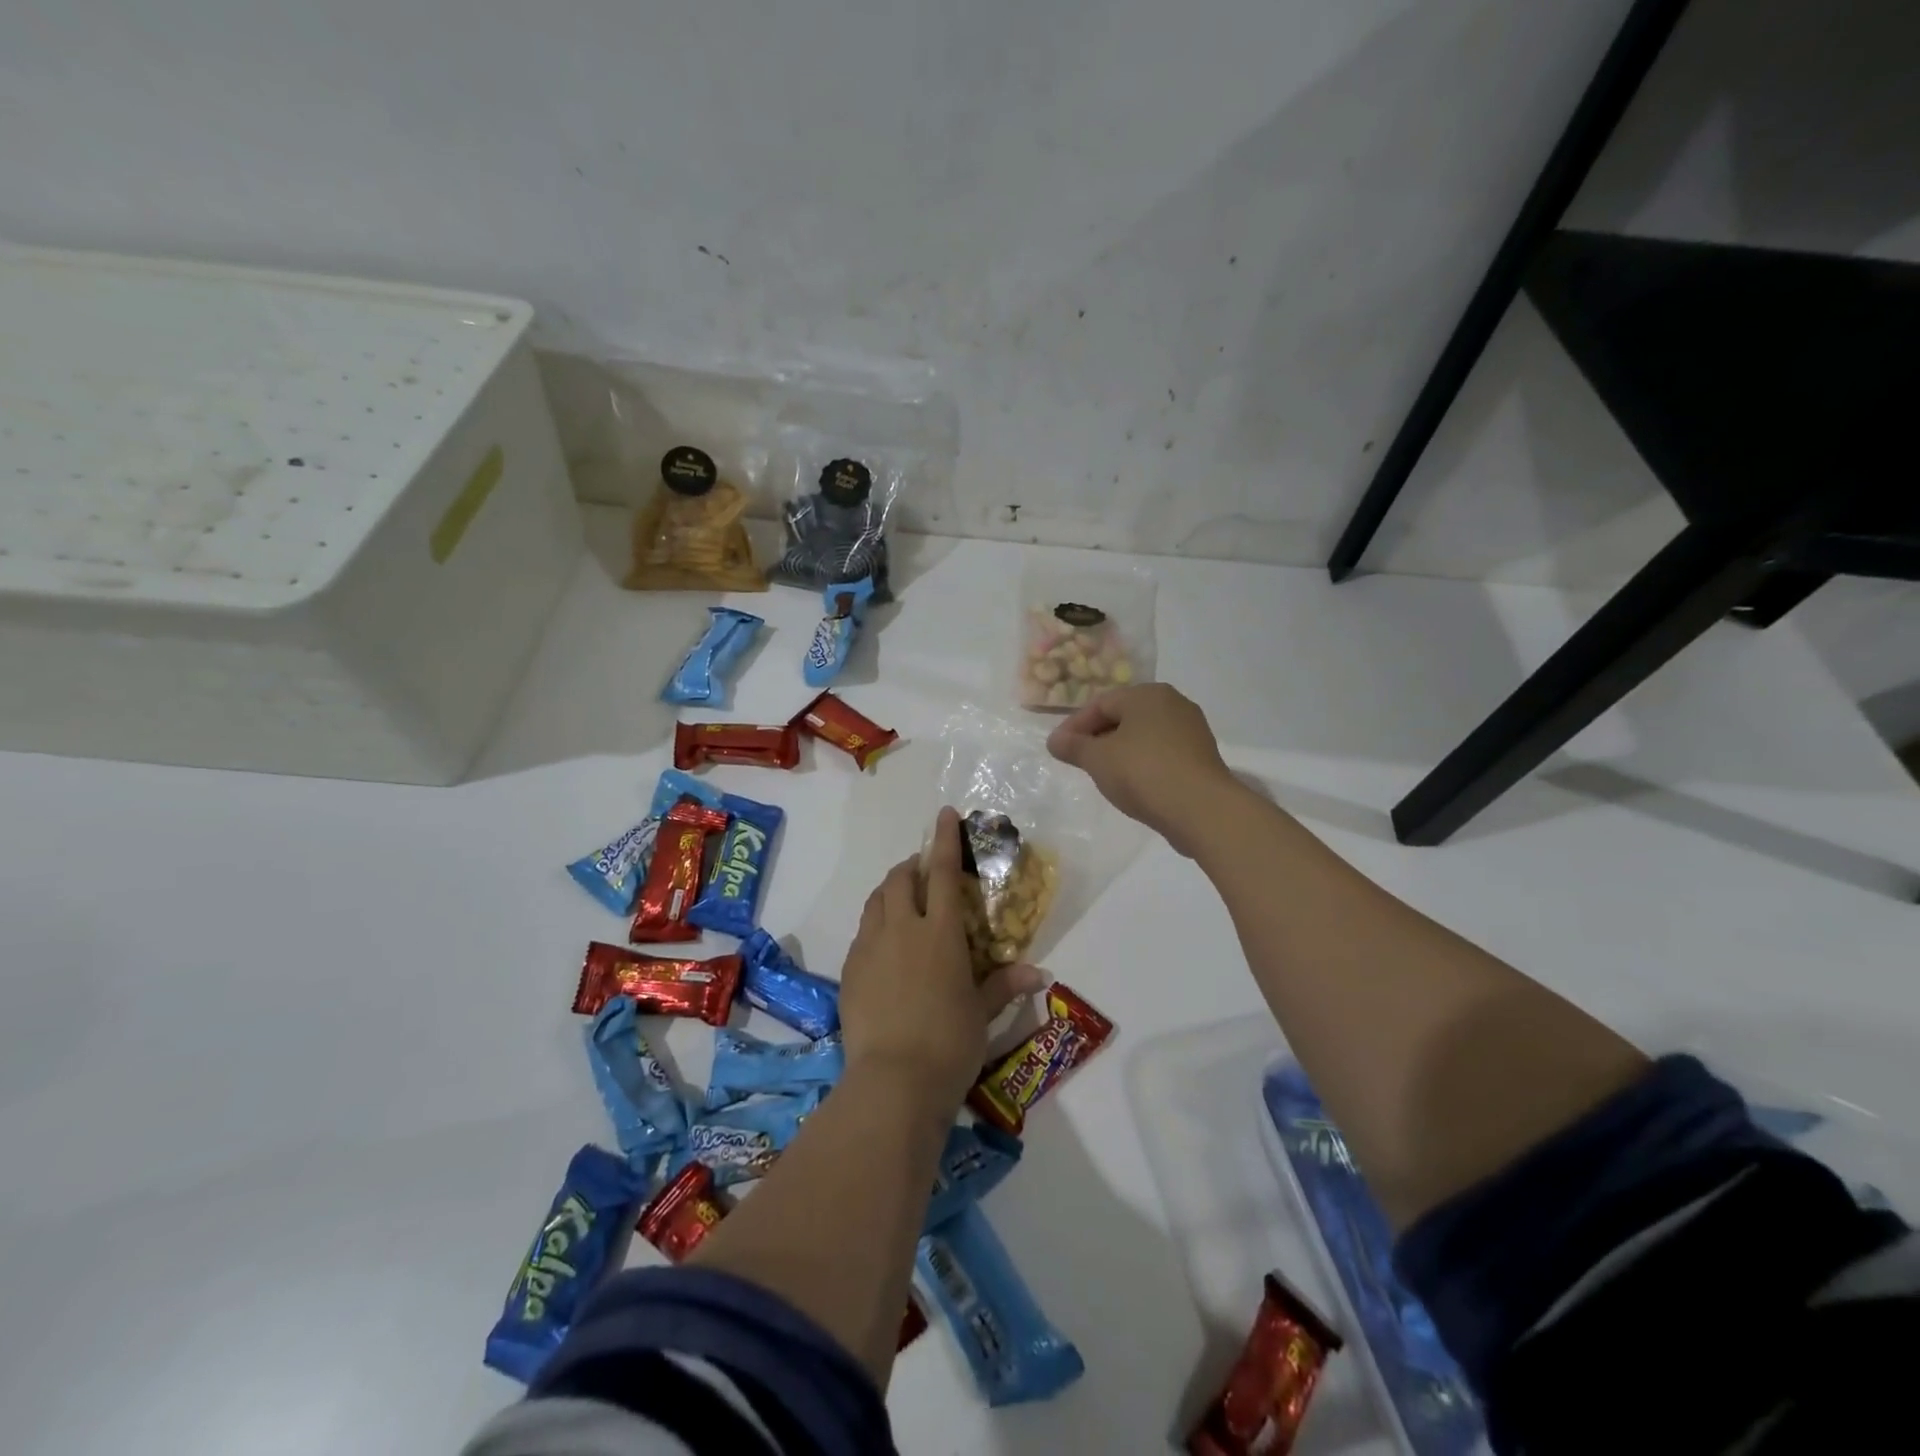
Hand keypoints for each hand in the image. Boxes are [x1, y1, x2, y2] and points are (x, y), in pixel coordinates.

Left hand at [838, 807, 1043, 1107]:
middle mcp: (903, 929)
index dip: (945, 839)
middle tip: (925, 873)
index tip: (944, 814)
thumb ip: (1005, 985)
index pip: (944, 873)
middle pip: (901, 879)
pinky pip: (863, 932)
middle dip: (912, 866)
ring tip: (903, 902)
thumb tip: (1039, 973)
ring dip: (891, 891)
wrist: (893, 1081)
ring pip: (877, 901)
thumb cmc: (950, 1043)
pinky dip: (876, 925)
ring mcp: (871, 947)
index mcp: (940, 933)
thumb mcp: (981, 1013)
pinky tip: (885, 947)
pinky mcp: (850, 970)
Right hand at [1047, 683, 1240, 856]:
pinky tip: (1133, 783)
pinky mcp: (1201, 756)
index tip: (1058, 749)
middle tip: (1079, 760)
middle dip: (1098, 736)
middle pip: (1124, 716)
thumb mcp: (1097, 759)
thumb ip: (1073, 746)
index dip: (1074, 725)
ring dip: (1120, 750)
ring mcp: (1191, 729)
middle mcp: (1172, 703)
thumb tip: (1054, 740)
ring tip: (1103, 774)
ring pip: (1144, 735)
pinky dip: (1142, 762)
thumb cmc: (1142, 773)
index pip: (1101, 703)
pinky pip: (1162, 752)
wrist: (1201, 809)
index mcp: (1146, 694)